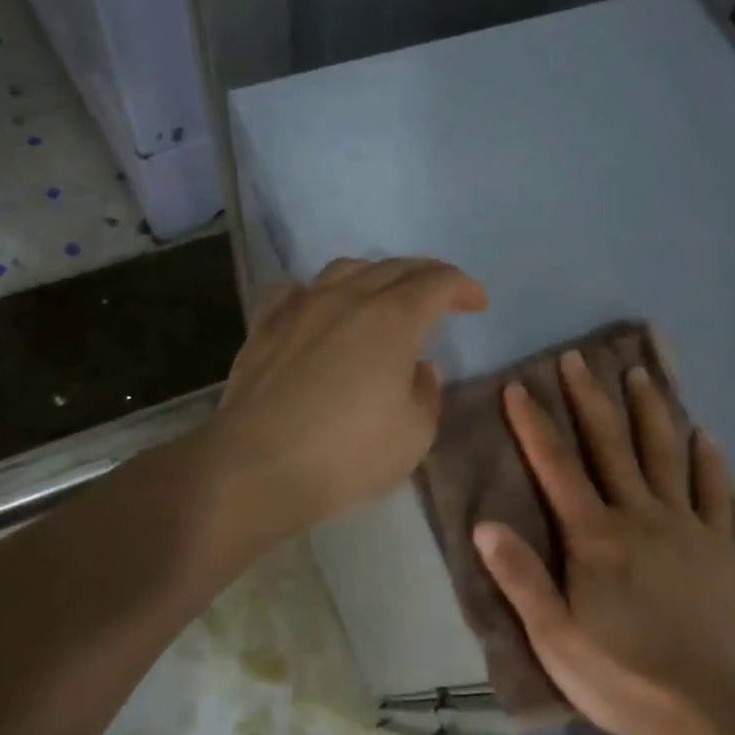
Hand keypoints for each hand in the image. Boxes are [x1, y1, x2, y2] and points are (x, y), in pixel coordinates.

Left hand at [211, 257, 486, 542]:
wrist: (257, 468)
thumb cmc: (347, 455)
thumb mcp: (414, 434)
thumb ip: (426, 393)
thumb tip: (419, 368)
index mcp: (392, 319)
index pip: (437, 282)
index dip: (463, 287)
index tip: (476, 303)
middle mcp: (347, 298)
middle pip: (395, 267)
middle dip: (426, 275)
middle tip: (441, 294)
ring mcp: (301, 307)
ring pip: (345, 269)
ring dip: (376, 275)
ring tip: (385, 294)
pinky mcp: (265, 326)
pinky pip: (298, 290)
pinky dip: (322, 292)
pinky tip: (321, 306)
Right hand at [473, 350, 734, 734]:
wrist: (703, 708)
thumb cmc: (618, 674)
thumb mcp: (554, 637)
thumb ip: (521, 578)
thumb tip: (485, 524)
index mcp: (594, 536)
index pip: (557, 466)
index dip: (535, 424)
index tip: (520, 386)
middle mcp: (638, 516)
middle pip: (610, 445)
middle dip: (589, 398)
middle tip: (577, 358)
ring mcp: (684, 526)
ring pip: (664, 455)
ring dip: (649, 412)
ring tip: (640, 374)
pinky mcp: (717, 545)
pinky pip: (714, 492)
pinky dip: (708, 460)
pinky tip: (704, 435)